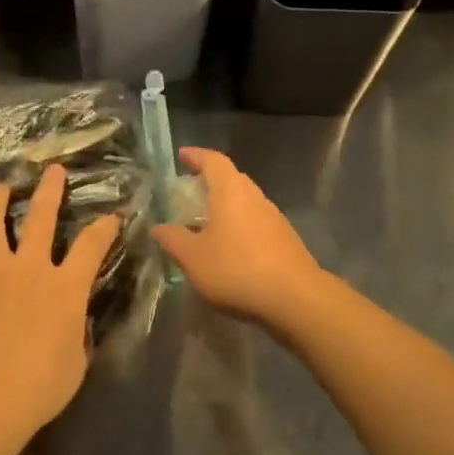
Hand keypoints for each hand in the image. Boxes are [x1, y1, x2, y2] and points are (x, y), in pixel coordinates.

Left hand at [0, 163, 121, 454]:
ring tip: (0, 189)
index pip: (92, 246)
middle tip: (53, 171)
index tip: (112, 216)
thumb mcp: (76, 362)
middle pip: (41, 218)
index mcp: (65, 287)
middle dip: (50, 191)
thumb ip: (76, 331)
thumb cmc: (39, 387)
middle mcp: (29, 268)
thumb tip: (73, 319)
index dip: (105, 227)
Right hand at [150, 148, 327, 327]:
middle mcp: (254, 197)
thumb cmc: (236, 269)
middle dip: (210, 180)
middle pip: (232, 178)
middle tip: (190, 191)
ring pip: (246, 201)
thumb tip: (158, 227)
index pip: (213, 160)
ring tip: (206, 221)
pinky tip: (230, 247)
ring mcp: (274, 217)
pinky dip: (239, 225)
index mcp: (230, 191)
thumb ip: (173, 240)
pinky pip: (256, 221)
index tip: (182, 156)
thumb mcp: (193, 258)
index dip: (196, 156)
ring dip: (226, 205)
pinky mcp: (285, 239)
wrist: (295, 298)